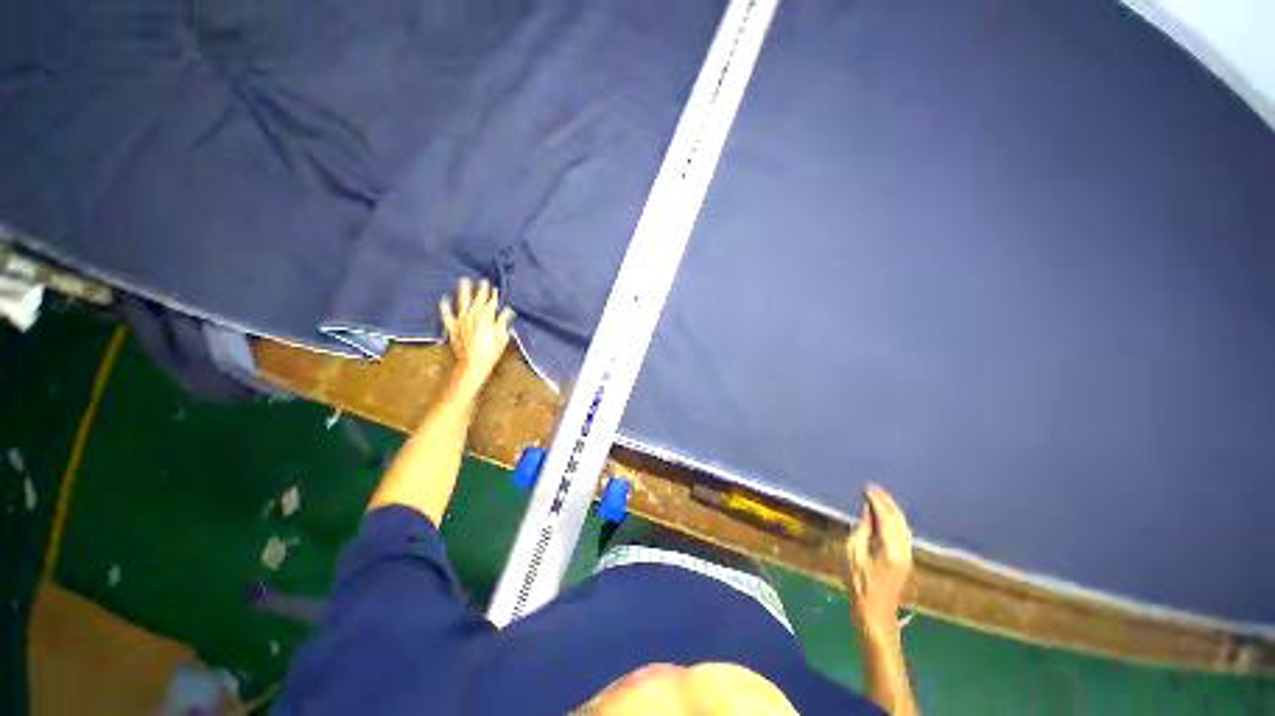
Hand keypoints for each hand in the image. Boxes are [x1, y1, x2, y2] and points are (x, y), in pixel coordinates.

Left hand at [439, 278, 512, 389]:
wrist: (473, 364)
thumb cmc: (491, 351)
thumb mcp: (502, 337)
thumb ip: (503, 322)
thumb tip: (507, 311)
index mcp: (486, 317)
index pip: (490, 302)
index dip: (493, 295)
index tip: (494, 287)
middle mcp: (472, 315)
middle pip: (477, 300)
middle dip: (480, 290)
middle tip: (482, 280)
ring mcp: (461, 321)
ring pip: (462, 302)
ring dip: (463, 291)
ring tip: (463, 281)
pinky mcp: (452, 328)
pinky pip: (447, 315)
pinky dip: (445, 307)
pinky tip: (443, 299)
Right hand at [844, 485, 912, 633]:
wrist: (876, 611)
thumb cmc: (859, 583)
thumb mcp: (854, 553)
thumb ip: (862, 529)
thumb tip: (867, 510)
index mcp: (891, 550)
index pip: (886, 518)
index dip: (877, 501)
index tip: (866, 488)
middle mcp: (905, 550)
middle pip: (899, 519)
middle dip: (886, 501)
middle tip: (872, 487)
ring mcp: (908, 555)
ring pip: (903, 525)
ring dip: (892, 509)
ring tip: (878, 495)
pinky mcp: (906, 558)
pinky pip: (902, 531)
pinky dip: (894, 518)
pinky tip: (885, 513)